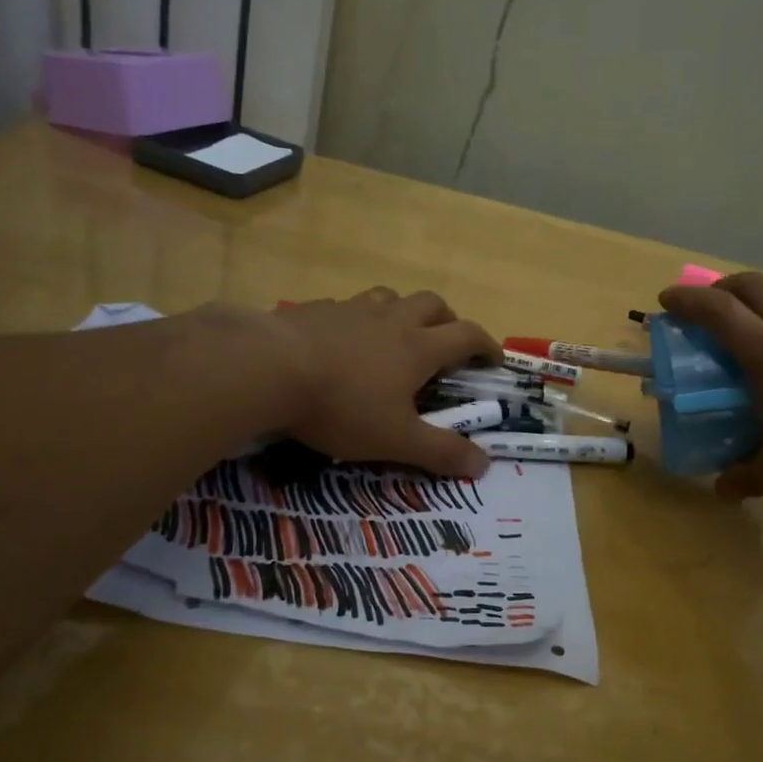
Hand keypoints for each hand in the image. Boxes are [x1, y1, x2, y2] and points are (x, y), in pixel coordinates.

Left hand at [271, 287, 500, 476]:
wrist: (268, 368)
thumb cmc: (342, 405)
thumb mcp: (395, 439)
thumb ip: (440, 452)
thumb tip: (484, 464)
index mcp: (418, 348)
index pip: (467, 336)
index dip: (486, 345)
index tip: (494, 359)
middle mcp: (391, 320)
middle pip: (432, 304)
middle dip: (448, 320)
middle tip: (447, 343)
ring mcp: (352, 310)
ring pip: (390, 297)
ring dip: (403, 311)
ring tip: (396, 334)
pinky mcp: (317, 310)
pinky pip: (348, 306)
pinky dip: (358, 319)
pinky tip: (342, 339)